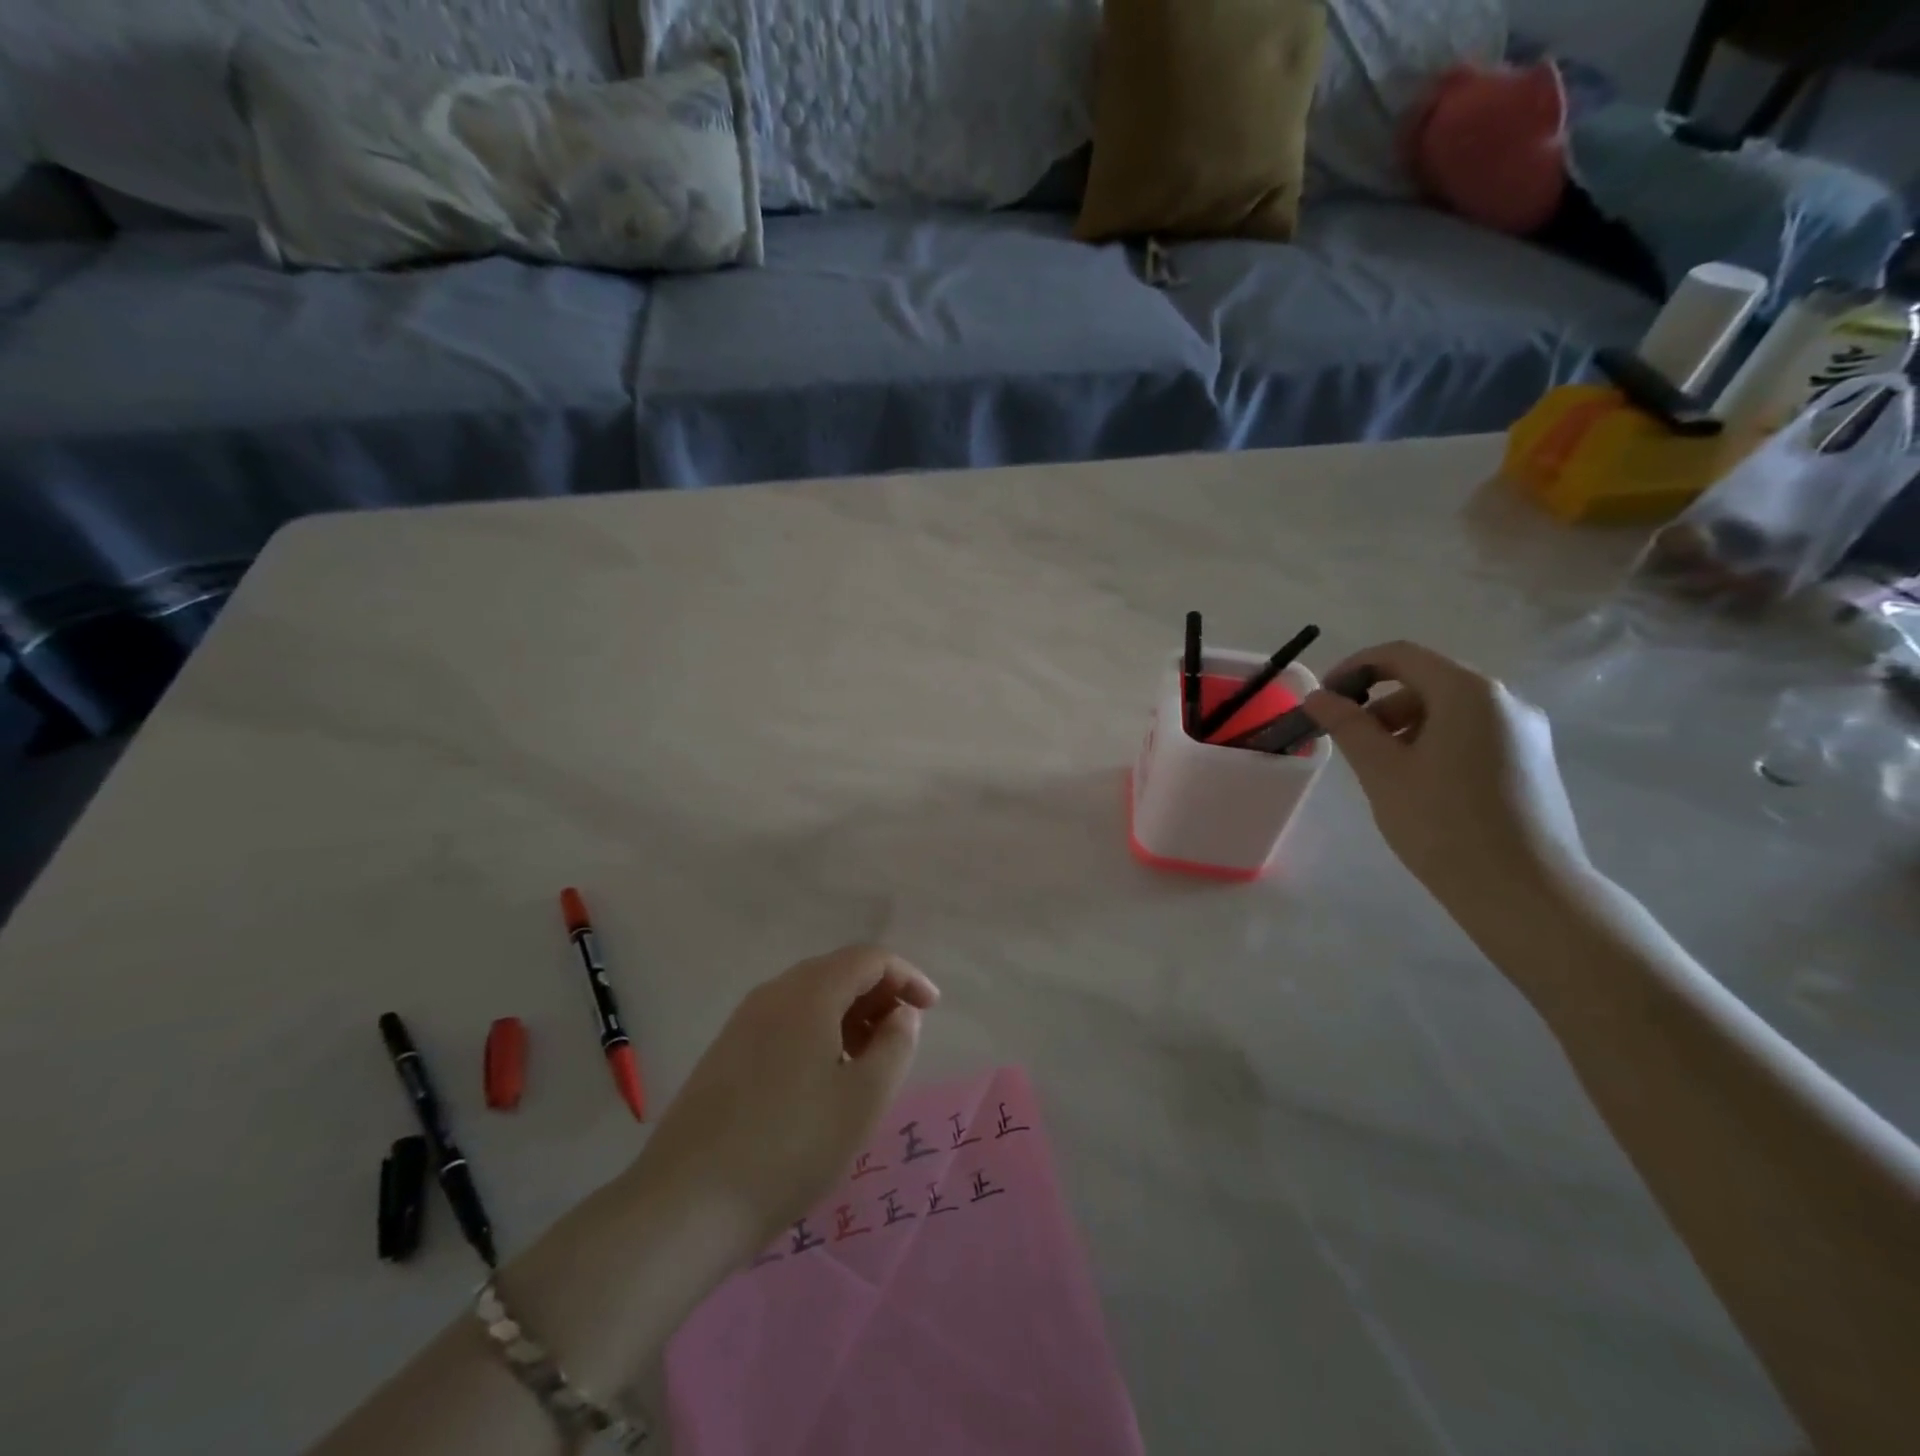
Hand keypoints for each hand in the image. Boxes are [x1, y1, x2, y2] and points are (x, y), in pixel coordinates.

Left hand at [631, 945, 939, 1252]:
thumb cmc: (790, 1147)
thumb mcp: (863, 1100)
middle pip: (838, 971)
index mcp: (810, 992)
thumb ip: (896, 1045)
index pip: (869, 958)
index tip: (931, 1009)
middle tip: (902, 1036)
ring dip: (848, 1016)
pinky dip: (818, 1032)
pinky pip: (785, 1021)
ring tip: (868, 1061)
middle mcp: (774, 992)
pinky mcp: (725, 1051)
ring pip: (810, 997)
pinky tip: (823, 1078)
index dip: (907, 976)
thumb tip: (901, 1015)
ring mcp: (744, 1021)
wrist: (686, 1204)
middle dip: (878, 995)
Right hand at [1304, 641, 1590, 914]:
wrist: (1525, 892)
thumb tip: (1319, 696)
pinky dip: (1436, 743)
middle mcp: (1506, 700)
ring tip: (1382, 770)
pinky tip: (1421, 785)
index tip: (1324, 699)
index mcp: (1469, 692)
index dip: (1354, 668)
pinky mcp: (1533, 762)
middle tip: (1348, 742)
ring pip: (1451, 710)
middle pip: (1428, 682)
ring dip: (1406, 726)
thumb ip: (1347, 725)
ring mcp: (1526, 732)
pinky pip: (1473, 734)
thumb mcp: (1382, 771)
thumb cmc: (1443, 823)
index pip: (1401, 655)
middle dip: (1379, 704)